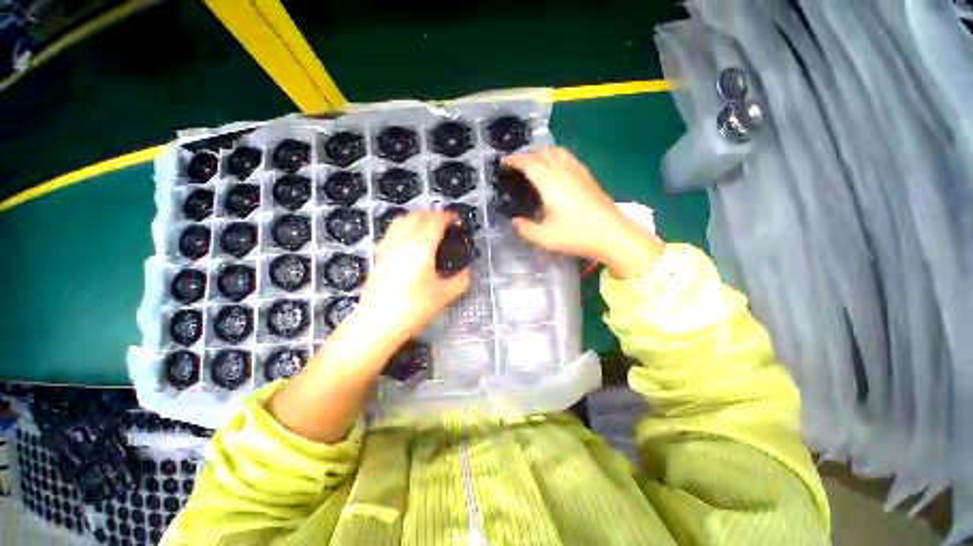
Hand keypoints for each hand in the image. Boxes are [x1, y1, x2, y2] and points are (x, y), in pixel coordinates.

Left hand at [358, 210, 469, 337]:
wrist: (377, 323)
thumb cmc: (414, 308)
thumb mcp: (444, 296)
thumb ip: (460, 281)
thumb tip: (467, 273)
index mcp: (421, 247)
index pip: (435, 222)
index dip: (446, 216)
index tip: (455, 218)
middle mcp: (403, 241)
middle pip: (416, 216)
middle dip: (431, 214)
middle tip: (443, 221)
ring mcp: (387, 247)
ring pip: (401, 220)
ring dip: (415, 217)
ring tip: (426, 225)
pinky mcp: (378, 256)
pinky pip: (392, 231)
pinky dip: (403, 227)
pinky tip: (407, 239)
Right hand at [503, 148, 662, 278]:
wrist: (612, 234)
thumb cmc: (577, 234)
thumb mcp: (545, 237)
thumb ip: (525, 229)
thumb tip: (515, 222)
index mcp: (550, 182)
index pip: (529, 163)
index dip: (514, 160)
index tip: (504, 163)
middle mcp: (564, 170)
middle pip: (543, 151)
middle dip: (527, 154)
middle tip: (516, 165)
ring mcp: (578, 171)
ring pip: (557, 151)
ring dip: (542, 153)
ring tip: (534, 165)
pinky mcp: (588, 177)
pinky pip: (568, 158)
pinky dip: (556, 158)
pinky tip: (555, 172)